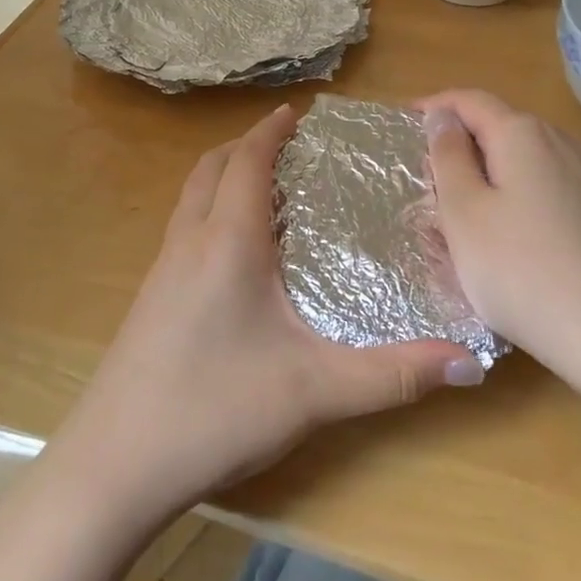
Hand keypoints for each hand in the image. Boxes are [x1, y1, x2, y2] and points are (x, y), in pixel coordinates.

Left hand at [51, 103, 482, 523]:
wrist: (111, 468)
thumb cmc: (213, 412)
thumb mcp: (314, 392)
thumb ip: (393, 375)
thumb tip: (469, 360)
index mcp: (225, 242)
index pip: (247, 161)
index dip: (271, 130)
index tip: (298, 112)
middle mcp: (188, 242)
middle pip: (211, 168)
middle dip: (247, 145)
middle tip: (288, 145)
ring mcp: (160, 271)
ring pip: (191, 197)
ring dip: (224, 176)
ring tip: (266, 187)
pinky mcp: (148, 300)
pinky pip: (183, 229)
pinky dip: (210, 211)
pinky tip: (236, 253)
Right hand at [420, 90, 580, 413]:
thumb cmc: (520, 268)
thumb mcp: (463, 211)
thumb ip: (447, 155)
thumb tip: (443, 115)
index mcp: (522, 132)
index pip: (469, 99)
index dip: (432, 108)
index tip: (400, 127)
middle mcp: (559, 141)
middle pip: (496, 127)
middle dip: (457, 147)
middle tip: (422, 184)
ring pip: (519, 160)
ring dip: (483, 175)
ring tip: (455, 215)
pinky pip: (541, 187)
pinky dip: (510, 197)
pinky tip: (500, 238)